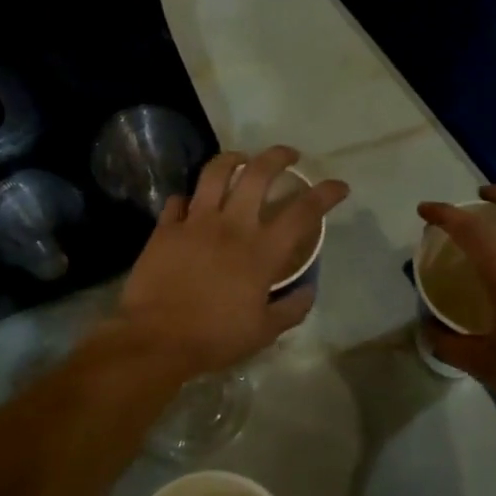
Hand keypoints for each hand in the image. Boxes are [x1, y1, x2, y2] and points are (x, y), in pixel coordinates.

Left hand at [115, 146, 348, 377]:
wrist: (156, 339)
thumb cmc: (214, 337)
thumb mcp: (264, 332)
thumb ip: (292, 309)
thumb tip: (308, 289)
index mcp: (261, 251)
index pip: (303, 212)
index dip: (325, 193)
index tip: (339, 186)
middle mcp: (231, 226)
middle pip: (258, 174)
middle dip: (278, 156)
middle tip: (289, 156)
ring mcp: (195, 223)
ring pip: (215, 173)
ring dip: (232, 159)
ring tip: (240, 159)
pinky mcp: (166, 229)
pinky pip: (178, 201)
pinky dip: (188, 199)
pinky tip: (192, 204)